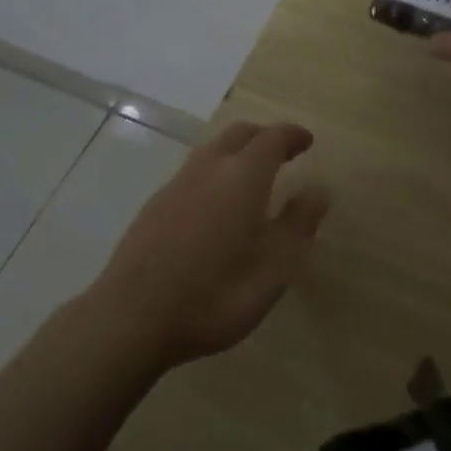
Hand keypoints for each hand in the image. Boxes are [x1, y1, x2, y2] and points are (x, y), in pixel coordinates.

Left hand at [90, 121, 328, 370]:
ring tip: (252, 175)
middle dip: (264, 136)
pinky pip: (193, 171)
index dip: (292, 135)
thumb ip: (298, 224)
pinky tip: (216, 203)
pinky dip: (214, 171)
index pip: (272, 138)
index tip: (307, 141)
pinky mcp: (154, 205)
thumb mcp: (274, 268)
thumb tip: (318, 190)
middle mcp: (209, 168)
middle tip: (283, 152)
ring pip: (212, 149)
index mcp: (243, 176)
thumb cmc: (215, 294)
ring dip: (237, 151)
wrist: (132, 317)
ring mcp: (176, 184)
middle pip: (239, 134)